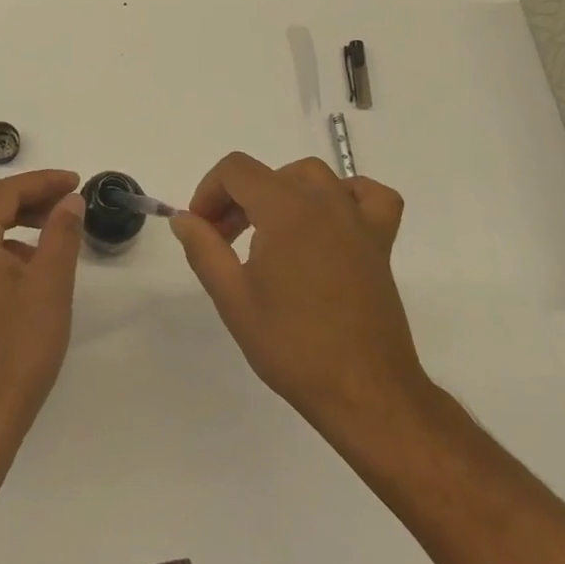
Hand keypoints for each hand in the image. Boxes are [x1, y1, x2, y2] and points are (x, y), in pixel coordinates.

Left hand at [0, 170, 85, 441]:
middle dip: (29, 193)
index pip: (5, 192)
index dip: (43, 182)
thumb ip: (61, 233)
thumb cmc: (18, 346)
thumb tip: (70, 200)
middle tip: (67, 196)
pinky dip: (9, 241)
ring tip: (57, 223)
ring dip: (19, 216)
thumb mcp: (50, 284)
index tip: (76, 181)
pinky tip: (35, 260)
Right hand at [171, 152, 428, 430]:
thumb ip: (204, 249)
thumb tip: (184, 219)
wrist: (364, 392)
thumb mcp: (233, 299)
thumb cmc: (293, 346)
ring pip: (313, 177)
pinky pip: (370, 196)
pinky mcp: (380, 243)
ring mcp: (356, 219)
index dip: (209, 191)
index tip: (202, 229)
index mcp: (284, 208)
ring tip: (270, 231)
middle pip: (269, 174)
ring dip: (282, 192)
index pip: (236, 170)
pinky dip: (348, 196)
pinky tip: (331, 221)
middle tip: (225, 241)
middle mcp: (322, 201)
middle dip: (238, 199)